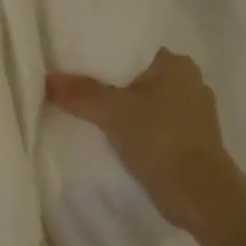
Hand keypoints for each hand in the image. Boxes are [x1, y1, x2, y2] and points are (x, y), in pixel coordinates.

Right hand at [47, 49, 236, 231]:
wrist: (197, 192)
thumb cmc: (159, 139)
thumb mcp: (112, 112)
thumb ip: (80, 93)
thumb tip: (48, 79)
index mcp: (178, 65)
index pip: (135, 52)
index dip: (105, 60)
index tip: (78, 70)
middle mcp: (192, 83)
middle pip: (139, 79)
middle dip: (113, 88)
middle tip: (78, 95)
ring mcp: (195, 115)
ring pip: (148, 105)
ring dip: (127, 113)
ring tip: (92, 118)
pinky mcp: (192, 142)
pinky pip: (156, 128)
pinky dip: (138, 132)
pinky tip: (116, 141)